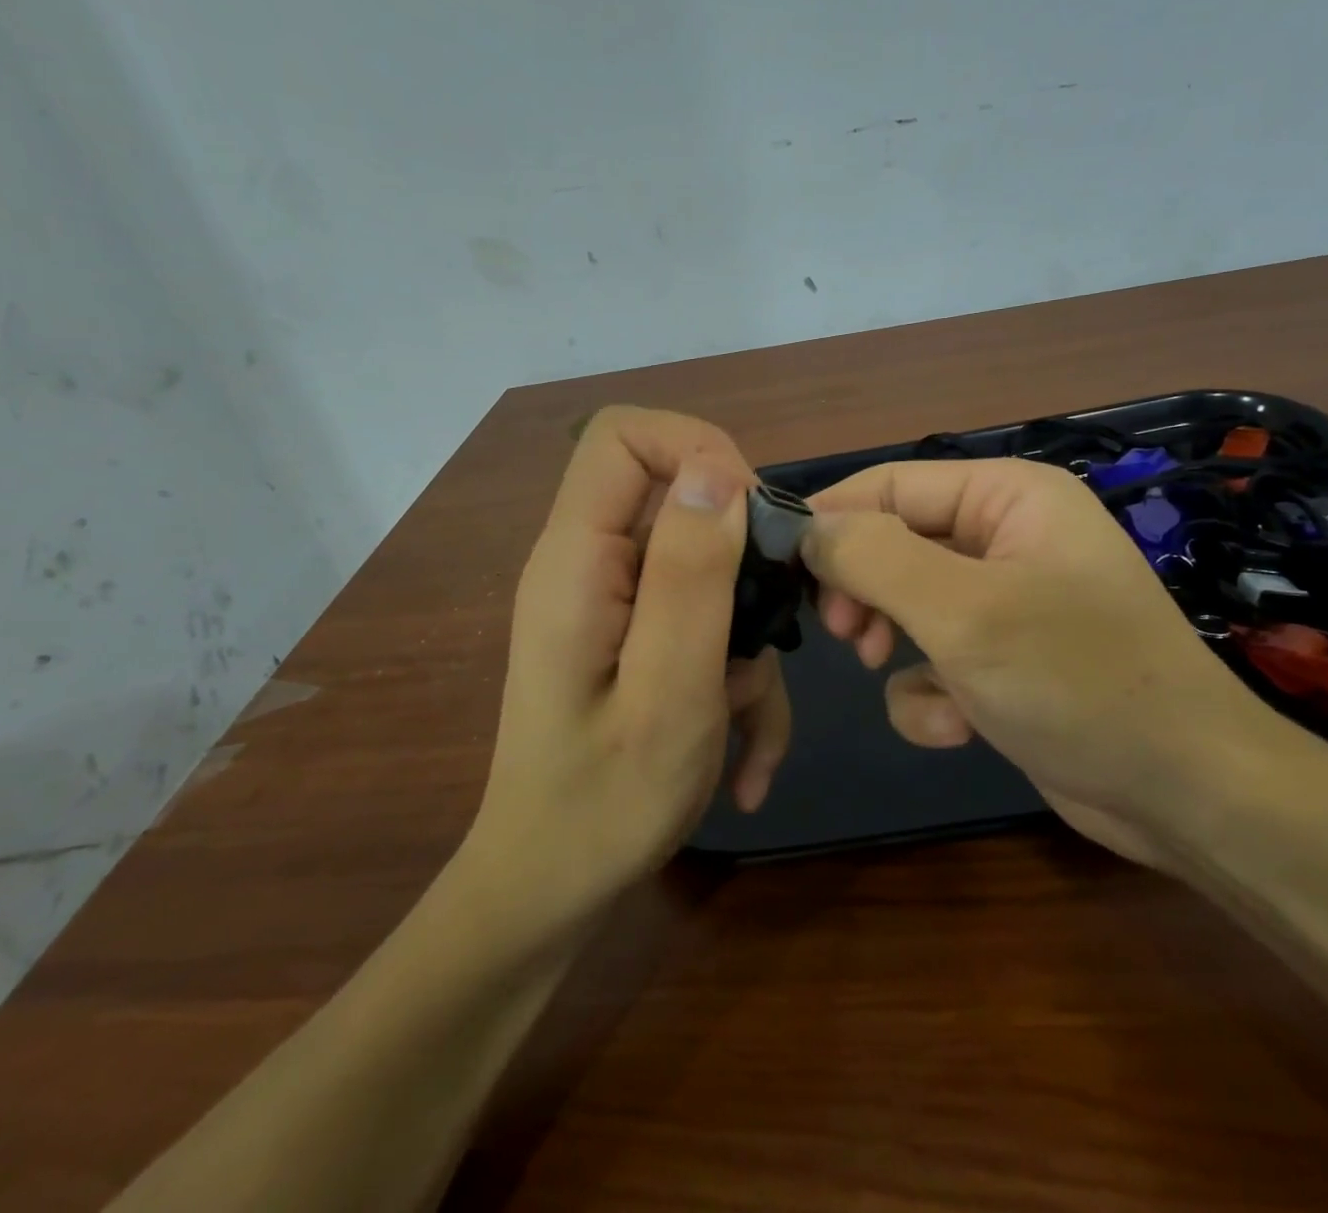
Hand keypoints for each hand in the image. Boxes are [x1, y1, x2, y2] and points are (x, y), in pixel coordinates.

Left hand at [465, 407, 790, 920]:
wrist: (553, 890)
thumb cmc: (605, 801)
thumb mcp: (669, 688)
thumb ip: (691, 574)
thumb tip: (717, 470)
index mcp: (577, 559)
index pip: (623, 436)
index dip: (698, 449)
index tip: (756, 517)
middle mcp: (589, 565)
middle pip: (679, 499)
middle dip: (744, 559)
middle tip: (774, 629)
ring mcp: (613, 604)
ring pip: (707, 571)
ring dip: (748, 637)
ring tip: (748, 716)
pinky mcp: (635, 639)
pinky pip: (702, 624)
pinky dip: (736, 679)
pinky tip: (747, 760)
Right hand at [806, 458, 1287, 863]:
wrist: (1185, 795)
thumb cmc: (1076, 679)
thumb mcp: (964, 611)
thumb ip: (874, 557)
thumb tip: (807, 529)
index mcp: (1009, 497)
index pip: (892, 483)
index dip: (833, 518)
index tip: (780, 565)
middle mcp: (1008, 537)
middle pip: (896, 542)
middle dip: (865, 590)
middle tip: (841, 633)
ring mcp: (1008, 602)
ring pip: (909, 604)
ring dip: (894, 643)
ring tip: (892, 670)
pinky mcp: (1006, 662)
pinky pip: (937, 659)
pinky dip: (932, 693)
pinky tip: (958, 726)